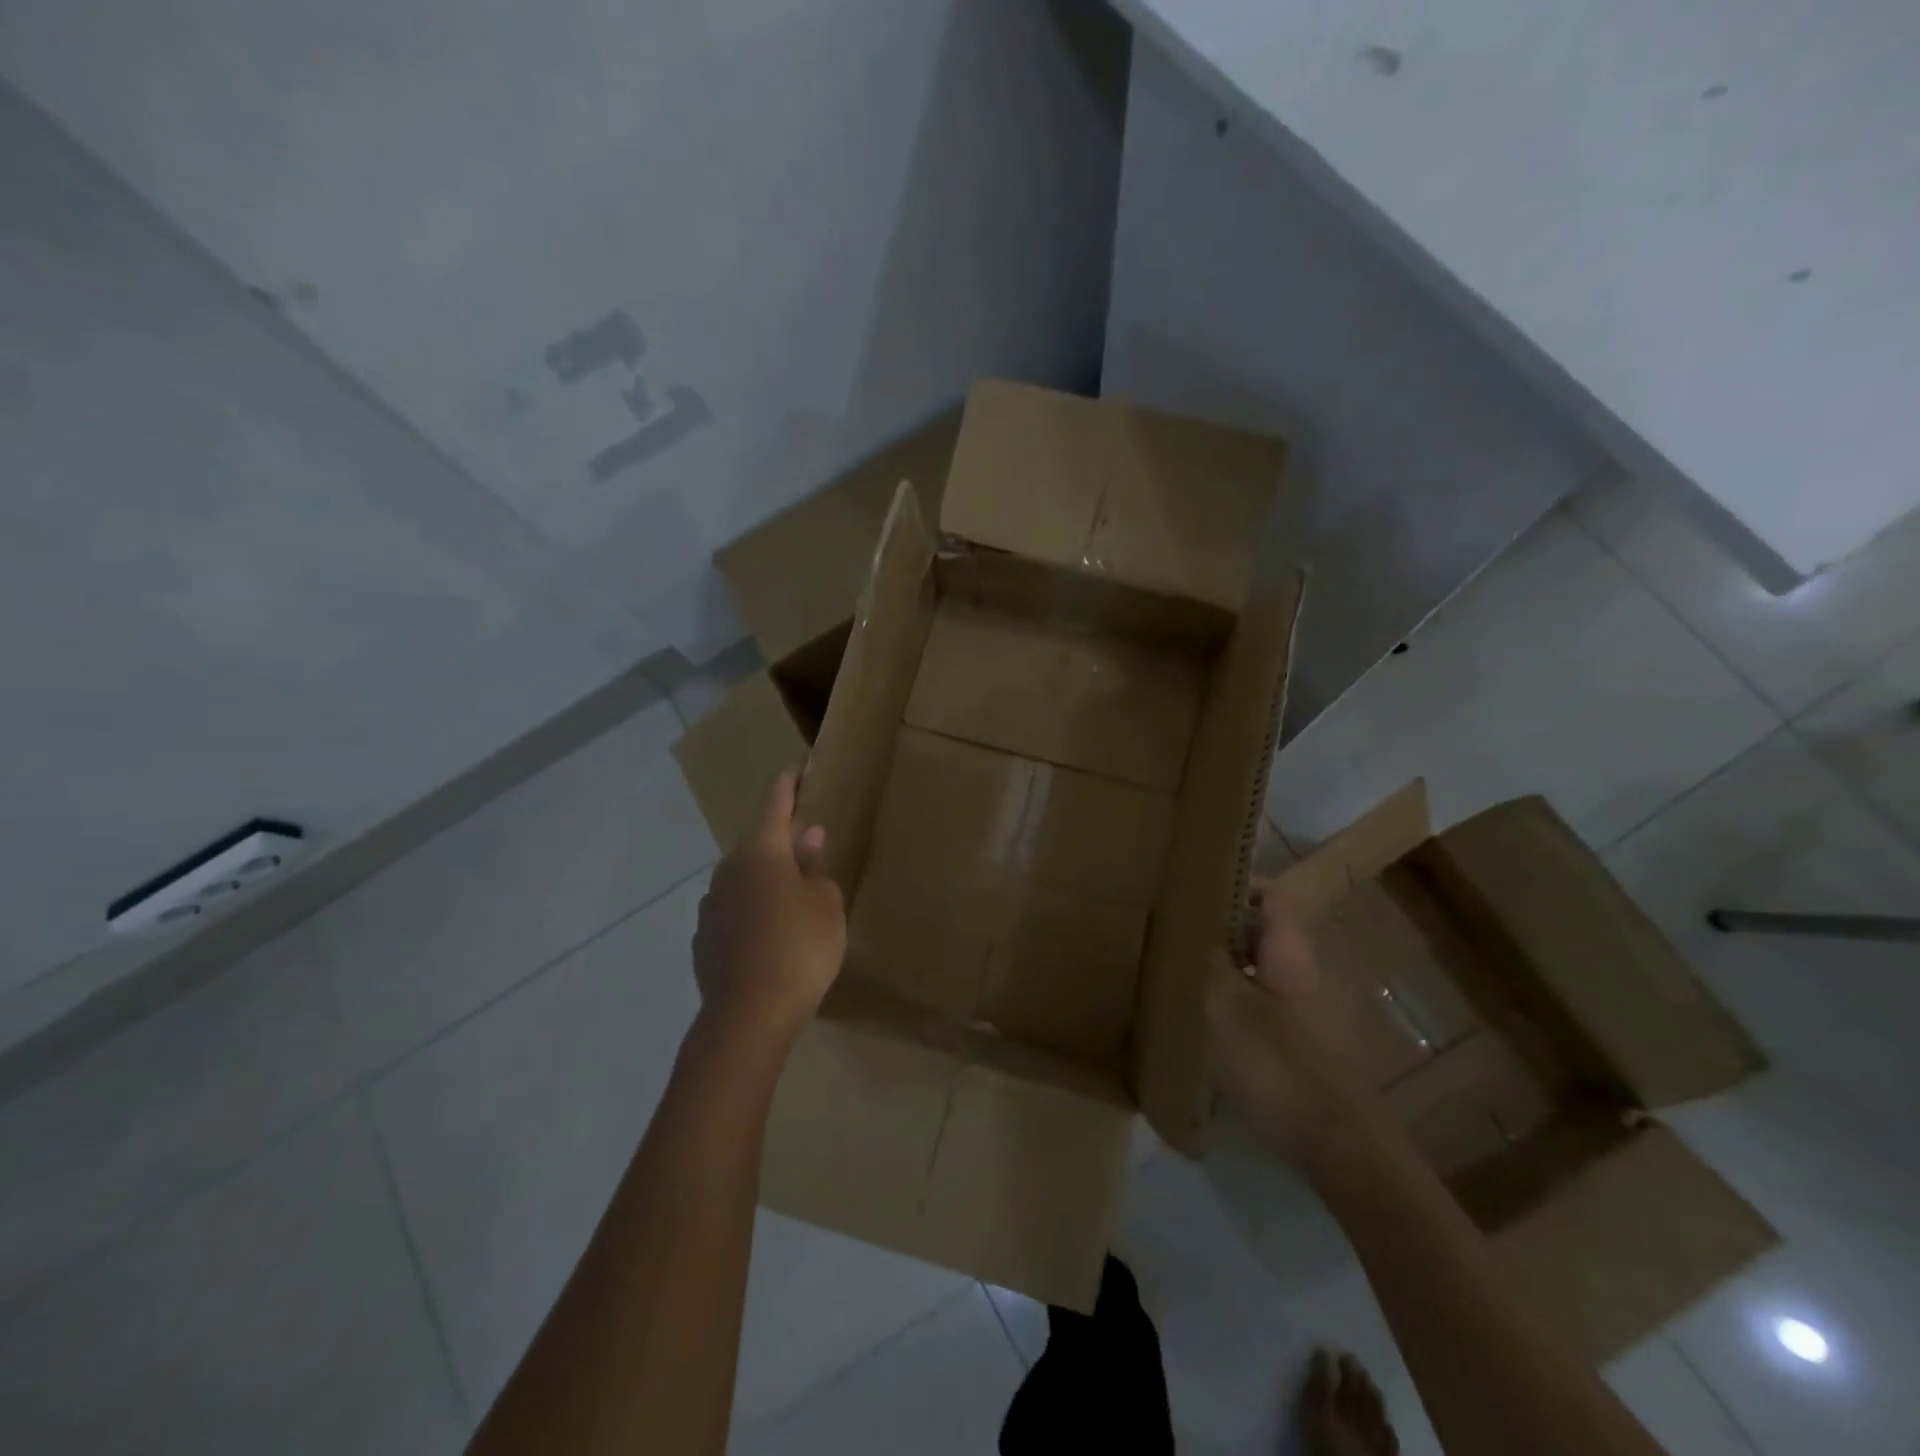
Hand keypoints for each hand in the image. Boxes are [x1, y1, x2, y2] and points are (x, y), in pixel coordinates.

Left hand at [692, 770, 846, 1045]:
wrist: (748, 1015)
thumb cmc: (800, 948)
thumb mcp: (825, 903)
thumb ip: (815, 865)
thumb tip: (808, 835)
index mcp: (761, 851)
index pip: (774, 803)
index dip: (788, 785)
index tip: (797, 770)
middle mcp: (728, 869)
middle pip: (758, 843)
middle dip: (781, 840)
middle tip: (807, 844)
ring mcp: (711, 905)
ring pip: (743, 879)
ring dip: (765, 878)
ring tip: (792, 897)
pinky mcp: (703, 938)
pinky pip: (734, 911)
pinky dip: (752, 910)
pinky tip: (770, 935)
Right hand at [1206, 891, 1375, 1166]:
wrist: (1339, 1144)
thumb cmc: (1278, 1065)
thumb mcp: (1228, 1010)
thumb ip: (1215, 966)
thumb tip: (1209, 939)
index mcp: (1291, 954)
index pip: (1273, 898)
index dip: (1240, 886)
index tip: (1200, 888)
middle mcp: (1306, 973)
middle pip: (1267, 933)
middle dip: (1226, 928)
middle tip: (1182, 933)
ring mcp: (1311, 1010)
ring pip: (1266, 970)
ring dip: (1231, 966)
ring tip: (1189, 974)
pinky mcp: (1308, 1043)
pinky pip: (1269, 1002)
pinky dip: (1241, 999)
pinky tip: (1214, 1022)